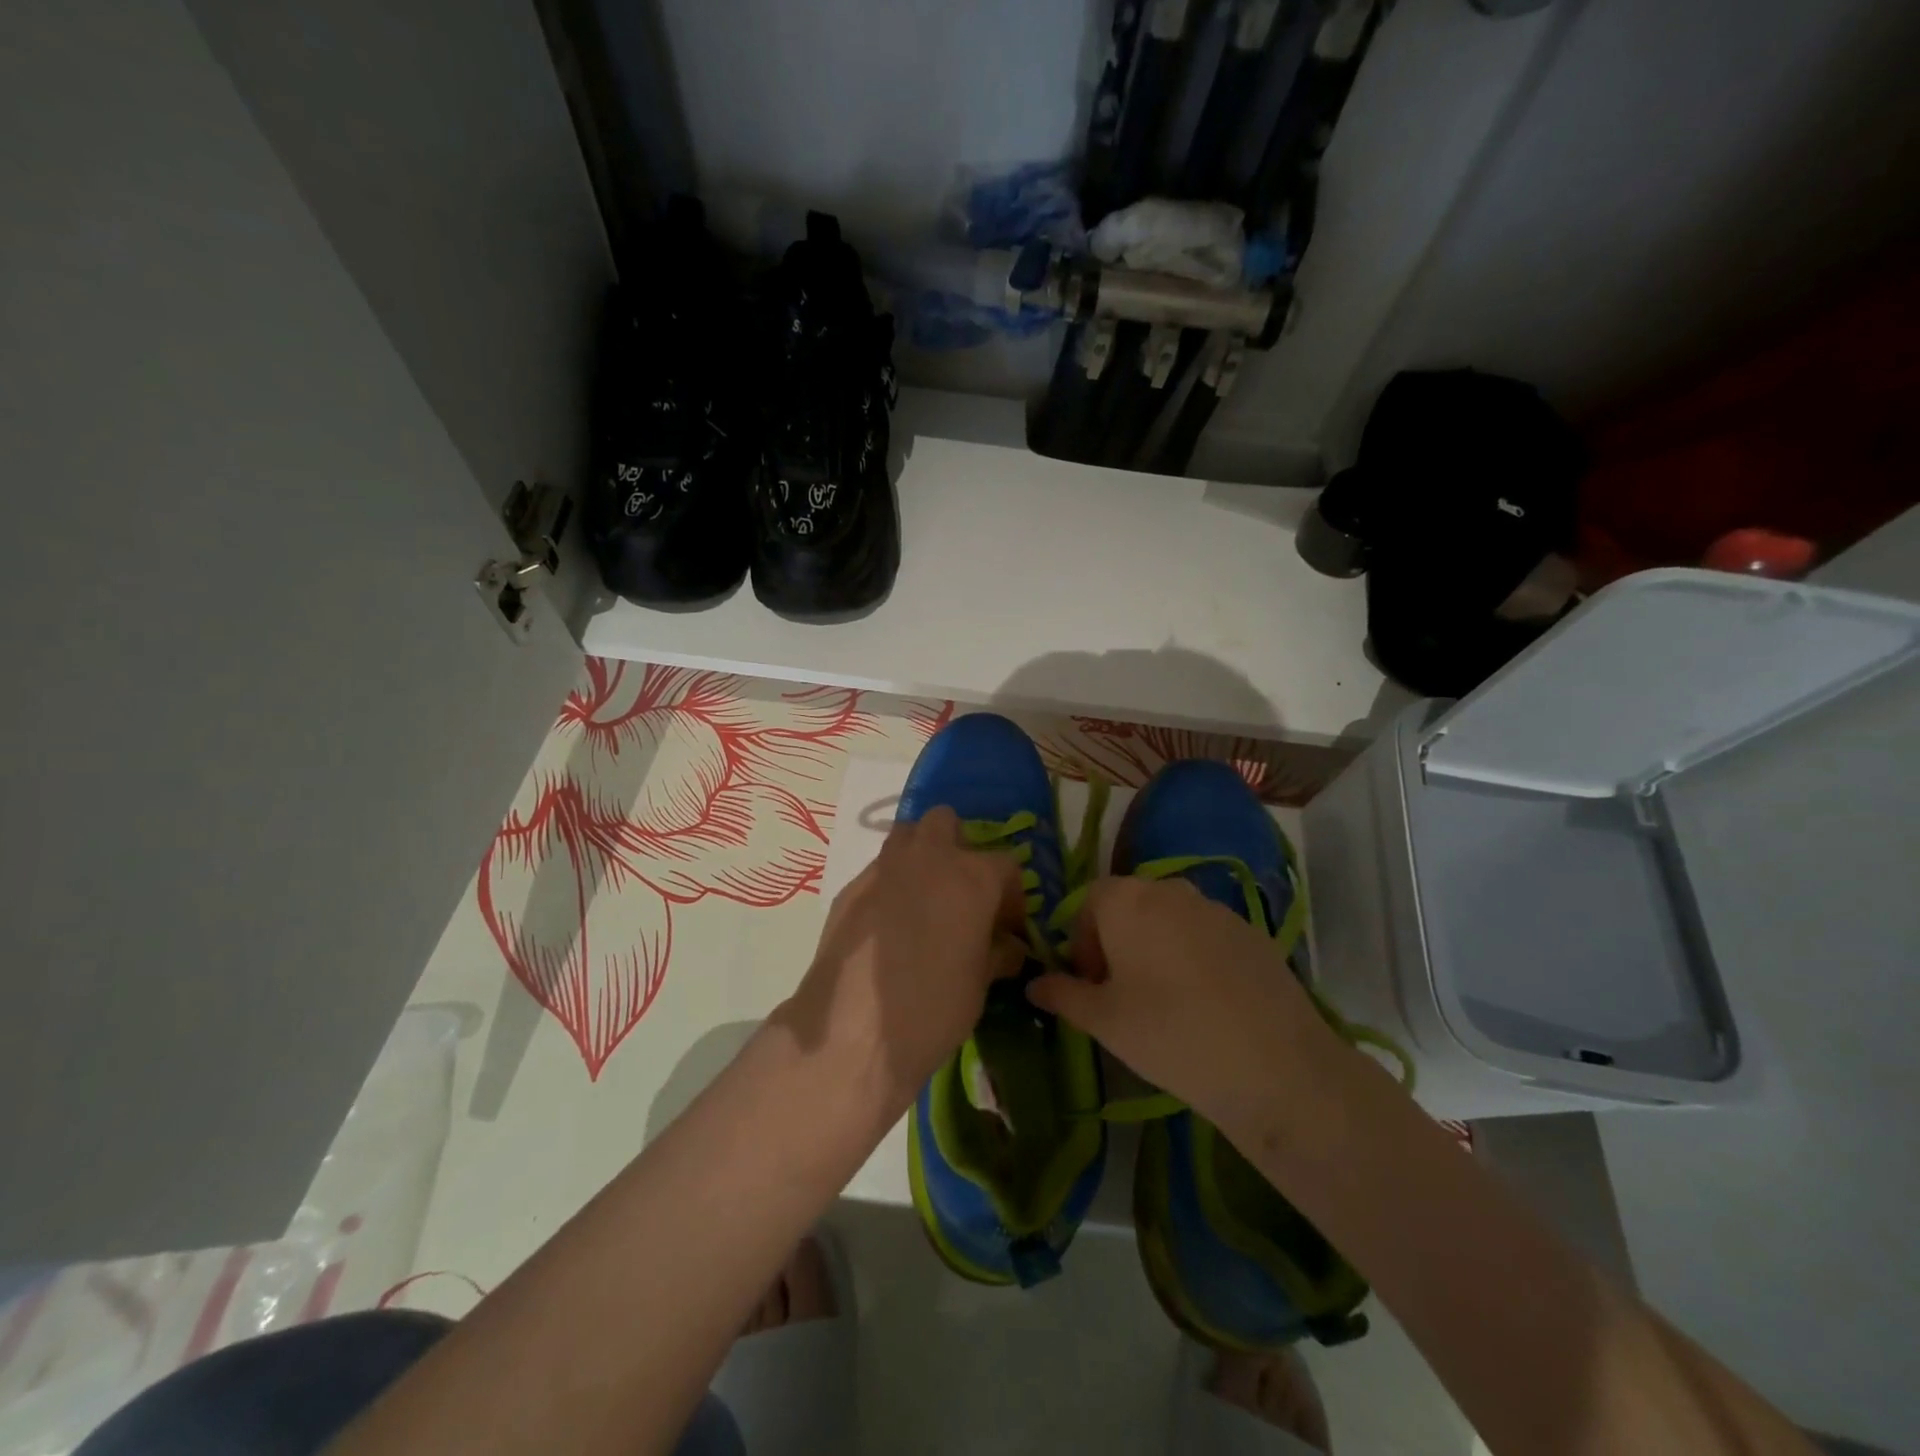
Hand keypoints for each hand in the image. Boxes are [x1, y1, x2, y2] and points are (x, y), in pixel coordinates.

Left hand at [775, 806, 1026, 1119]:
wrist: (853, 1031)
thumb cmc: (933, 1008)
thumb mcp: (980, 984)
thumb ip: (998, 953)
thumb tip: (1008, 946)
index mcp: (972, 877)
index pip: (1006, 864)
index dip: (1011, 895)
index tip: (1007, 926)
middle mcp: (928, 858)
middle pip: (947, 822)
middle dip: (958, 847)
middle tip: (961, 892)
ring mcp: (884, 868)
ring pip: (907, 835)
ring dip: (921, 855)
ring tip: (924, 900)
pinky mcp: (850, 887)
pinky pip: (879, 870)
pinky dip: (891, 884)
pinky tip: (889, 924)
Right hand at [1026, 876, 1343, 1135]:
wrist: (1273, 1064)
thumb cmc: (1169, 1034)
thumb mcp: (1103, 1021)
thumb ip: (1062, 995)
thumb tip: (1034, 984)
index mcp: (1127, 900)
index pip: (1089, 902)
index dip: (1081, 942)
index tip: (1091, 985)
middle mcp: (1170, 889)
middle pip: (1129, 906)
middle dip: (1117, 942)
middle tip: (1122, 994)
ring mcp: (1216, 908)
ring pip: (1169, 920)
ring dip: (1155, 948)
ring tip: (1164, 1002)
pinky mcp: (1251, 932)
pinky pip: (1205, 935)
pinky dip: (1193, 957)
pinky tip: (1206, 1004)